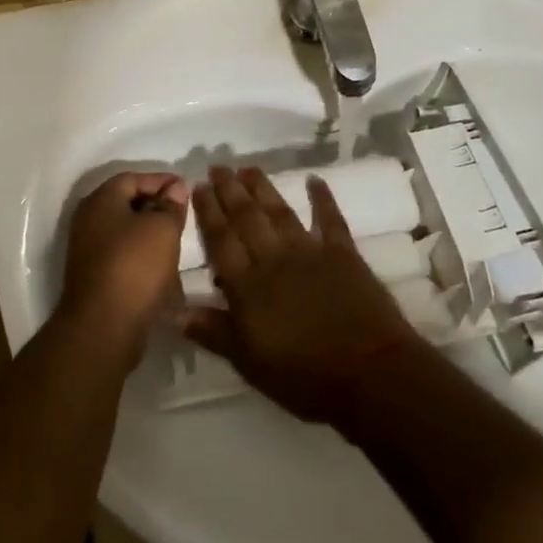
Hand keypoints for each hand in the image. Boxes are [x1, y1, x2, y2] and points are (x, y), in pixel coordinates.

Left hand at [60, 171, 189, 354]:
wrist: (103, 329)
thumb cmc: (134, 267)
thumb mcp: (163, 229)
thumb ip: (171, 205)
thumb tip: (175, 188)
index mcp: (101, 200)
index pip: (133, 178)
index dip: (161, 180)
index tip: (187, 189)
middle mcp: (88, 220)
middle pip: (127, 203)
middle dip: (157, 206)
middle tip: (183, 214)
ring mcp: (88, 250)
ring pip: (125, 231)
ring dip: (150, 233)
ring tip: (177, 239)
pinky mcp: (94, 277)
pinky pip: (122, 255)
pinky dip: (142, 255)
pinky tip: (162, 266)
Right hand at [182, 167, 425, 425]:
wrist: (368, 372)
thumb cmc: (303, 376)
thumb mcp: (249, 363)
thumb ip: (214, 332)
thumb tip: (174, 311)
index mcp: (248, 286)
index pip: (221, 241)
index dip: (208, 212)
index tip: (198, 185)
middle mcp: (274, 258)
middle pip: (247, 218)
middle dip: (230, 191)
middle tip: (218, 166)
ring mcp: (310, 251)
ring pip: (280, 212)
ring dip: (263, 189)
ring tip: (249, 167)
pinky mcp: (343, 253)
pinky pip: (330, 219)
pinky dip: (323, 198)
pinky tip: (315, 180)